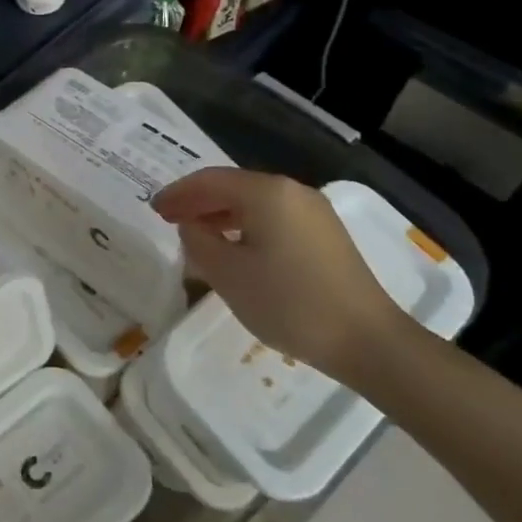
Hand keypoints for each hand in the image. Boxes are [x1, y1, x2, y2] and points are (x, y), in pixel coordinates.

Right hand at [152, 168, 403, 382]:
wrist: (367, 341)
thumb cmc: (289, 303)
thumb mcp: (228, 274)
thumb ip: (198, 242)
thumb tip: (191, 226)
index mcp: (267, 192)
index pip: (209, 180)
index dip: (177, 193)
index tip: (153, 209)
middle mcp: (292, 191)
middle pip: (233, 186)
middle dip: (197, 201)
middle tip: (168, 219)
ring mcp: (313, 212)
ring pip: (254, 203)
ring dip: (220, 214)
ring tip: (195, 235)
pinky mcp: (325, 234)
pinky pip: (273, 218)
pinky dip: (245, 225)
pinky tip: (234, 248)